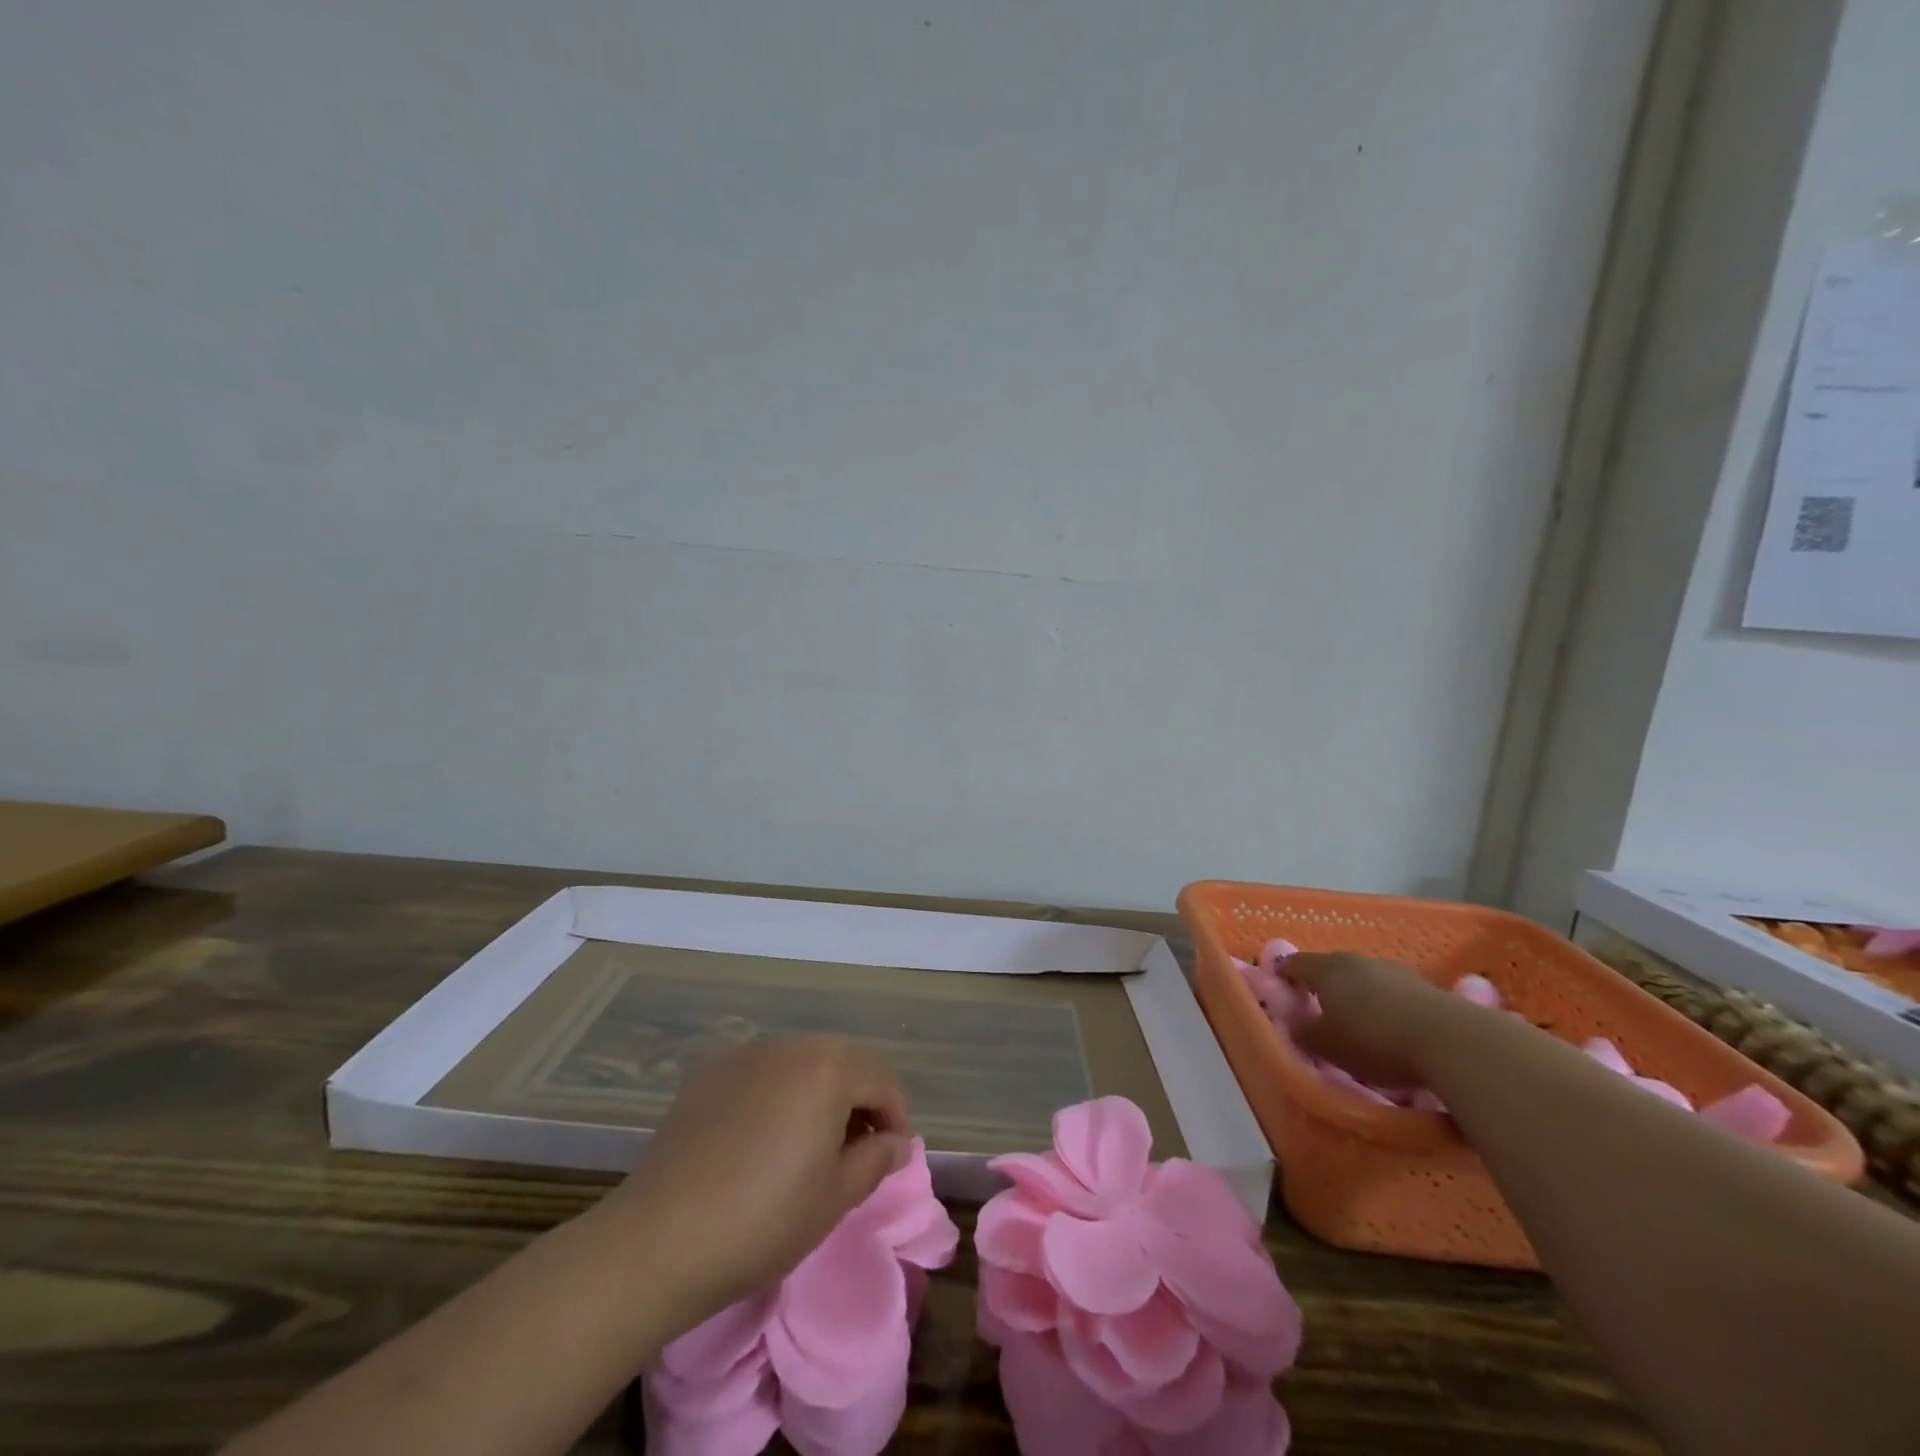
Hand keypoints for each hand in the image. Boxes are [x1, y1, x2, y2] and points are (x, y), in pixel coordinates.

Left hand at [601, 1036, 911, 1322]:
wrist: (658, 1239)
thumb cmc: (762, 1220)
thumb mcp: (835, 1197)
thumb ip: (877, 1160)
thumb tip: (897, 1142)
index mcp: (828, 1068)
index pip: (883, 1079)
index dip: (896, 1117)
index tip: (890, 1157)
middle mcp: (790, 1045)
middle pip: (844, 1061)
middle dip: (860, 1099)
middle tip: (855, 1151)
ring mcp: (746, 1054)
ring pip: (803, 1062)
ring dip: (820, 1093)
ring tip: (809, 1144)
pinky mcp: (710, 1072)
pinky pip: (764, 1072)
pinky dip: (779, 1093)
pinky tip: (762, 1138)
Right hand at [1283, 953, 1483, 1088]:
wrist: (1452, 1041)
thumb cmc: (1375, 1040)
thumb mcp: (1328, 1046)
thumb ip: (1304, 1033)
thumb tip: (1294, 1024)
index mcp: (1327, 969)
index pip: (1295, 963)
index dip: (1283, 974)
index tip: (1278, 986)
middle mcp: (1358, 961)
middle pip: (1332, 969)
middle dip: (1323, 985)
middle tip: (1317, 1007)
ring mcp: (1395, 971)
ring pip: (1366, 980)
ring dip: (1358, 995)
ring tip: (1359, 1021)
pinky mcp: (1427, 988)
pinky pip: (1394, 995)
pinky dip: (1387, 1007)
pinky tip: (1393, 1029)